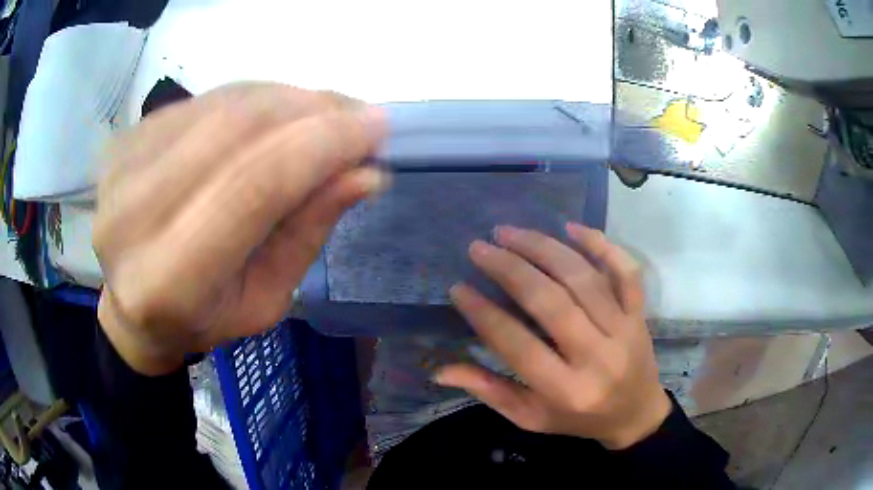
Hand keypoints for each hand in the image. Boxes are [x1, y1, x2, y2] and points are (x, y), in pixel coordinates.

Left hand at [93, 83, 387, 374]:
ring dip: (287, 98)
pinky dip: (252, 98)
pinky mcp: (125, 139)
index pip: (254, 186)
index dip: (322, 145)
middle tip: (357, 113)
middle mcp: (133, 215)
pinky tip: (276, 113)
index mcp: (169, 280)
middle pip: (236, 128)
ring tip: (324, 112)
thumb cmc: (201, 319)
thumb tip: (365, 173)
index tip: (376, 127)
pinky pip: (203, 100)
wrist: (134, 306)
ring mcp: (122, 168)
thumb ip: (306, 234)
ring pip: (222, 103)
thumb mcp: (263, 300)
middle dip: (312, 109)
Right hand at [434, 224, 669, 448]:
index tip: (459, 288)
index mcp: (566, 391)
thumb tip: (439, 371)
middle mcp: (598, 357)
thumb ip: (490, 392)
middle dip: (510, 269)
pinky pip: (626, 271)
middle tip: (479, 248)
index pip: (517, 346)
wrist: (636, 414)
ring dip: (543, 248)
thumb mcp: (531, 418)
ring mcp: (624, 330)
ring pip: (582, 279)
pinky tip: (571, 227)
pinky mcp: (639, 313)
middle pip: (551, 302)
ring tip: (509, 232)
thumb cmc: (578, 420)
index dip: (484, 314)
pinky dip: (601, 244)